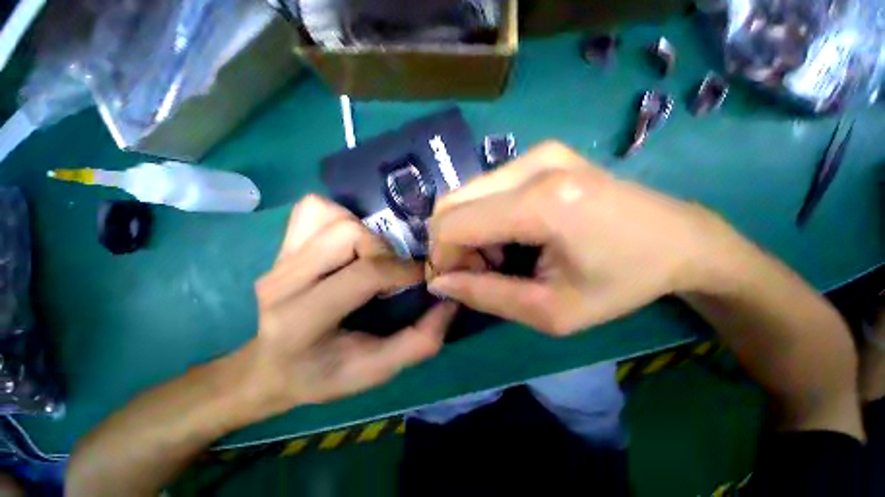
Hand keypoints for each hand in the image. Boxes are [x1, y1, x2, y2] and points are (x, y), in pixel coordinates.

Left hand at [238, 195, 456, 417]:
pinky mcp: (281, 245)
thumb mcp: (376, 370)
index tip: (424, 277)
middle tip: (394, 271)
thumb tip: (449, 302)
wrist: (271, 366)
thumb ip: (419, 341)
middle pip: (349, 235)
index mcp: (303, 319)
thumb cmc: (323, 374)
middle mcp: (283, 282)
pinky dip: (339, 216)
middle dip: (384, 250)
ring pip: (333, 217)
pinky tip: (350, 241)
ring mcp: (278, 259)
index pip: (366, 274)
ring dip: (365, 232)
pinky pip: (313, 209)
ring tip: (374, 256)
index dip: (405, 270)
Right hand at [427, 141, 718, 334]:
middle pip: (452, 203)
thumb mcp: (552, 311)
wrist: (679, 239)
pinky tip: (509, 235)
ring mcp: (537, 153)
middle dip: (451, 243)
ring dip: (467, 230)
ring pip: (465, 195)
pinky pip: (485, 188)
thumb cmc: (622, 283)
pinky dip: (483, 217)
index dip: (441, 256)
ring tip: (498, 256)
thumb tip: (439, 283)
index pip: (454, 224)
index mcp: (543, 203)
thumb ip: (486, 296)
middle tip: (478, 270)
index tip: (454, 282)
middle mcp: (534, 164)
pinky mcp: (540, 154)